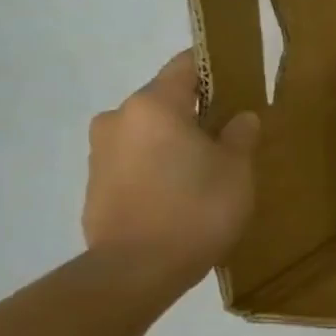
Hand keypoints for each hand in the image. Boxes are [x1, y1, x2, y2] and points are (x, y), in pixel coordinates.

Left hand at [82, 50, 259, 284]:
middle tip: (230, 137)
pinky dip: (158, 168)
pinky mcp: (95, 184)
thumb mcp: (237, 170)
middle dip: (196, 113)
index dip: (214, 68)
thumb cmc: (196, 208)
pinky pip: (135, 161)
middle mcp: (119, 118)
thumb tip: (240, 118)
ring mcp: (101, 151)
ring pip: (149, 133)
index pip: (186, 66)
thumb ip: (240, 136)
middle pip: (165, 101)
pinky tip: (181, 194)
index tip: (238, 78)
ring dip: (175, 143)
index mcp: (154, 105)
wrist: (137, 269)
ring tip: (206, 172)